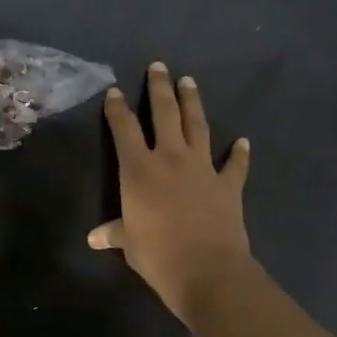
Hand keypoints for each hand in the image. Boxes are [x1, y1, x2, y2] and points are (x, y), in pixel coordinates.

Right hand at [89, 61, 253, 321]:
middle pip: (164, 113)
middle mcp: (170, 158)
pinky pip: (234, 164)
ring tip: (188, 82)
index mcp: (139, 170)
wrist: (207, 270)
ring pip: (197, 125)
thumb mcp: (129, 244)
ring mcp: (202, 168)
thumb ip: (115, 232)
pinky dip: (239, 153)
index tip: (116, 92)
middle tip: (159, 66)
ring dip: (192, 102)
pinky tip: (242, 142)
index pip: (124, 129)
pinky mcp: (228, 184)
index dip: (118, 109)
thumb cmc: (158, 255)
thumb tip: (94, 237)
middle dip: (160, 88)